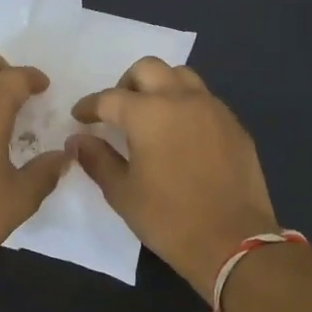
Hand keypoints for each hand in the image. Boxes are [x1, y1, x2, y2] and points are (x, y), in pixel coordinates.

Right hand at [69, 58, 279, 295]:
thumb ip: (97, 159)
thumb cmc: (168, 219)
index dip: (89, 106)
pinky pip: (205, 100)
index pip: (109, 98)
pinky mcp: (234, 125)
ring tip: (151, 115)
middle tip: (118, 110)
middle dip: (126, 84)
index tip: (80, 117)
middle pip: (148, 69)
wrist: (233, 242)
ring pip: (181, 77)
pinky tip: (181, 134)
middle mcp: (181, 99)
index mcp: (148, 114)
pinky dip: (186, 105)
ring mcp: (213, 109)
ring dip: (160, 86)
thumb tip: (78, 140)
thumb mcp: (122, 193)